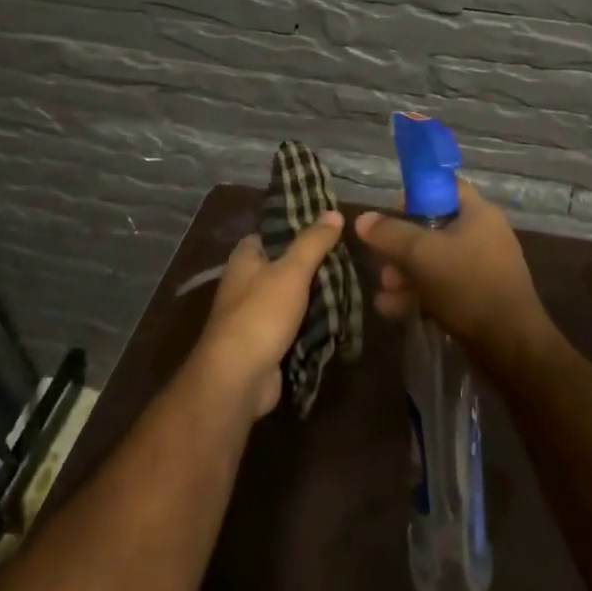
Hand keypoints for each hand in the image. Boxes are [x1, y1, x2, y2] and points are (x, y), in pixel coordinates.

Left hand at [195, 211, 344, 419]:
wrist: (238, 378)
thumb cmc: (261, 314)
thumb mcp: (291, 270)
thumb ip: (313, 242)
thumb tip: (333, 212)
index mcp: (245, 259)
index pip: (272, 233)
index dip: (298, 227)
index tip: (330, 226)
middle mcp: (246, 283)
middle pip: (286, 265)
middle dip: (315, 264)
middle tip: (350, 257)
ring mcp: (256, 315)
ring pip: (293, 296)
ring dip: (317, 295)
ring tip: (353, 284)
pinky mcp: (267, 342)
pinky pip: (295, 324)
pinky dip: (313, 322)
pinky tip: (340, 316)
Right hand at [355, 182, 550, 363]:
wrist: (510, 346)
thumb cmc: (467, 286)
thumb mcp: (421, 255)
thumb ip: (389, 234)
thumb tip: (363, 219)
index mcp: (478, 213)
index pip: (443, 187)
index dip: (414, 195)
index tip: (390, 215)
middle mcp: (483, 234)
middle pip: (433, 228)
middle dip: (401, 248)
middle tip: (383, 267)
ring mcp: (482, 267)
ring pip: (434, 261)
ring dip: (405, 276)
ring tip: (385, 296)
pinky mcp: (479, 296)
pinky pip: (443, 286)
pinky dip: (420, 294)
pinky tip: (395, 311)